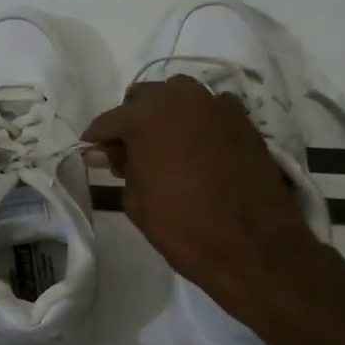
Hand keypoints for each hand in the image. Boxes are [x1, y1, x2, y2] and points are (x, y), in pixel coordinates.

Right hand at [83, 76, 320, 311]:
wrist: (254, 247)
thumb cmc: (182, 226)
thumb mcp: (136, 200)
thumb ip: (120, 166)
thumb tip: (106, 152)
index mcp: (147, 114)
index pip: (109, 120)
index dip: (96, 140)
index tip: (91, 155)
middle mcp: (182, 97)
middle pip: (144, 99)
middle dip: (132, 121)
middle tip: (128, 154)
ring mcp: (217, 105)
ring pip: (178, 99)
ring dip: (165, 117)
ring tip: (162, 150)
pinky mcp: (244, 120)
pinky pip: (208, 113)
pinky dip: (196, 125)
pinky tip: (196, 152)